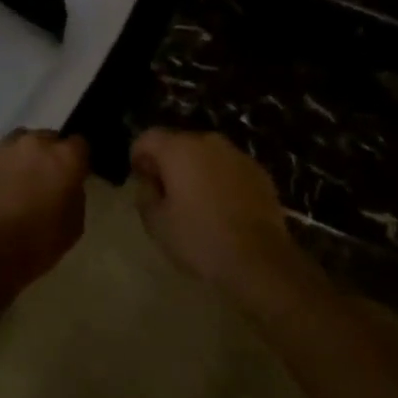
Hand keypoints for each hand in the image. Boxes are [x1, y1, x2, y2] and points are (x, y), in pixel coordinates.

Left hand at [0, 129, 89, 299]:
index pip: (80, 143)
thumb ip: (75, 193)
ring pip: (20, 141)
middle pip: (49, 138)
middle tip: (44, 180)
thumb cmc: (39, 243)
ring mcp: (5, 146)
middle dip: (49, 155)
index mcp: (66, 157)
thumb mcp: (75, 224)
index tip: (73, 174)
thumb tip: (68, 183)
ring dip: (23, 156)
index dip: (77, 159)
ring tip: (17, 181)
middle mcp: (36, 142)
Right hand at [129, 129, 305, 306]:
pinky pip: (229, 168)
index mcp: (178, 149)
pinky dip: (220, 180)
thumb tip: (149, 180)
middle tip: (166, 194)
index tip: (140, 180)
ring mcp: (237, 154)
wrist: (259, 260)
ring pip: (206, 155)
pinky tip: (223, 208)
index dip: (138, 156)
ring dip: (196, 170)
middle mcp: (208, 142)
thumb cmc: (200, 239)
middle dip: (168, 163)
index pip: (148, 137)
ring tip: (196, 202)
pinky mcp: (259, 171)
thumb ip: (145, 193)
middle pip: (178, 143)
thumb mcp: (156, 223)